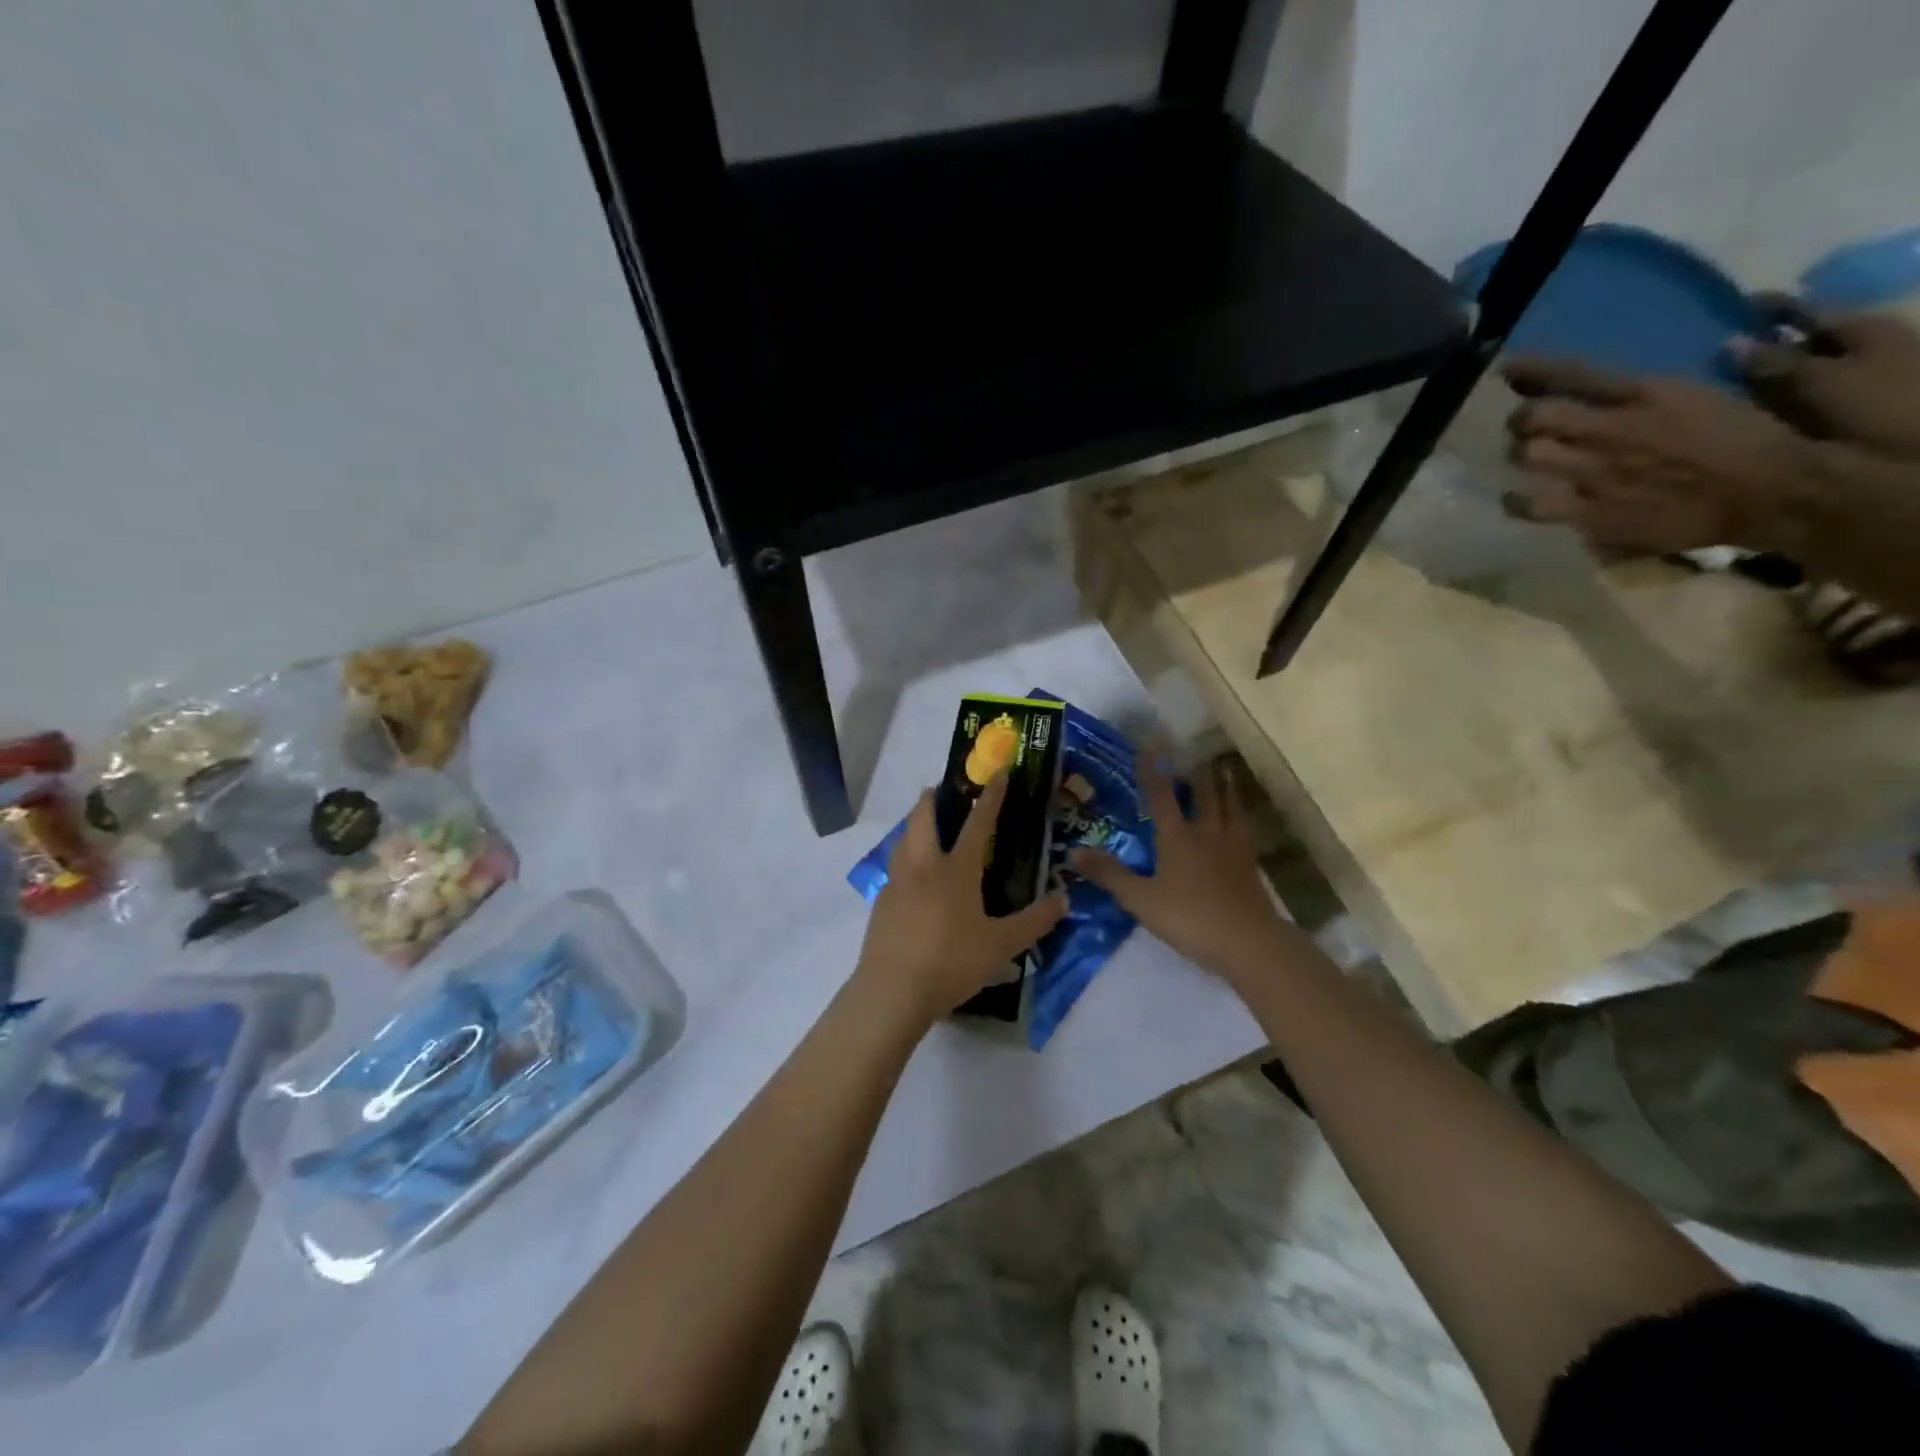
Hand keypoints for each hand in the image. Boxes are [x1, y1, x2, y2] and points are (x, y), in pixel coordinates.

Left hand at [854, 773, 1066, 1028]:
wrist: (891, 991)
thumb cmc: (950, 962)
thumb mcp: (1002, 946)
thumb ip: (1034, 922)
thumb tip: (1064, 900)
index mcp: (955, 869)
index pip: (977, 823)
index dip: (990, 796)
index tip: (997, 772)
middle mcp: (923, 866)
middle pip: (922, 818)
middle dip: (932, 798)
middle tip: (942, 790)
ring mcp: (897, 883)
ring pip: (902, 839)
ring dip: (914, 824)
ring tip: (925, 827)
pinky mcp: (881, 903)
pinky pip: (895, 867)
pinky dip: (905, 856)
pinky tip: (914, 877)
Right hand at [1070, 753, 1287, 985]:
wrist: (1248, 942)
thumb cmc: (1189, 918)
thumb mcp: (1140, 899)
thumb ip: (1108, 874)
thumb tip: (1072, 852)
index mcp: (1177, 836)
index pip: (1161, 795)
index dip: (1153, 768)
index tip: (1151, 742)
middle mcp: (1206, 833)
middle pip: (1203, 795)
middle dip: (1196, 772)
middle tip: (1195, 750)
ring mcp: (1233, 848)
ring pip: (1229, 808)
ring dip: (1225, 787)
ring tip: (1224, 770)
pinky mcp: (1250, 866)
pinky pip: (1246, 831)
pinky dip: (1242, 817)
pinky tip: (1243, 820)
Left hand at [1501, 358, 1814, 554]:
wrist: (1772, 492)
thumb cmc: (1746, 438)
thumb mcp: (1701, 395)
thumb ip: (1649, 389)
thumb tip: (1616, 381)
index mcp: (1645, 393)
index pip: (1573, 373)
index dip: (1532, 369)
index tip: (1505, 367)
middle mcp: (1611, 430)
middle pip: (1534, 417)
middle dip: (1522, 420)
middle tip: (1526, 427)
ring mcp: (1595, 473)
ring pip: (1527, 456)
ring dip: (1522, 456)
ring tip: (1529, 459)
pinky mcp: (1590, 513)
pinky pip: (1530, 505)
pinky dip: (1517, 501)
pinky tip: (1519, 498)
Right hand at [1733, 306, 1919, 458]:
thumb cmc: (1883, 405)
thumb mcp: (1824, 380)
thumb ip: (1775, 363)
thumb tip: (1729, 343)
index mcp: (1862, 328)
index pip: (1809, 309)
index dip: (1773, 307)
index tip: (1736, 307)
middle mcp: (1867, 344)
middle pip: (1810, 336)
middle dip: (1770, 342)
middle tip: (1723, 352)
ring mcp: (1866, 375)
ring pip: (1810, 365)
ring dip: (1773, 373)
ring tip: (1731, 385)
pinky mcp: (1860, 406)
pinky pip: (1810, 393)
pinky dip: (1783, 396)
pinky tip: (1759, 409)